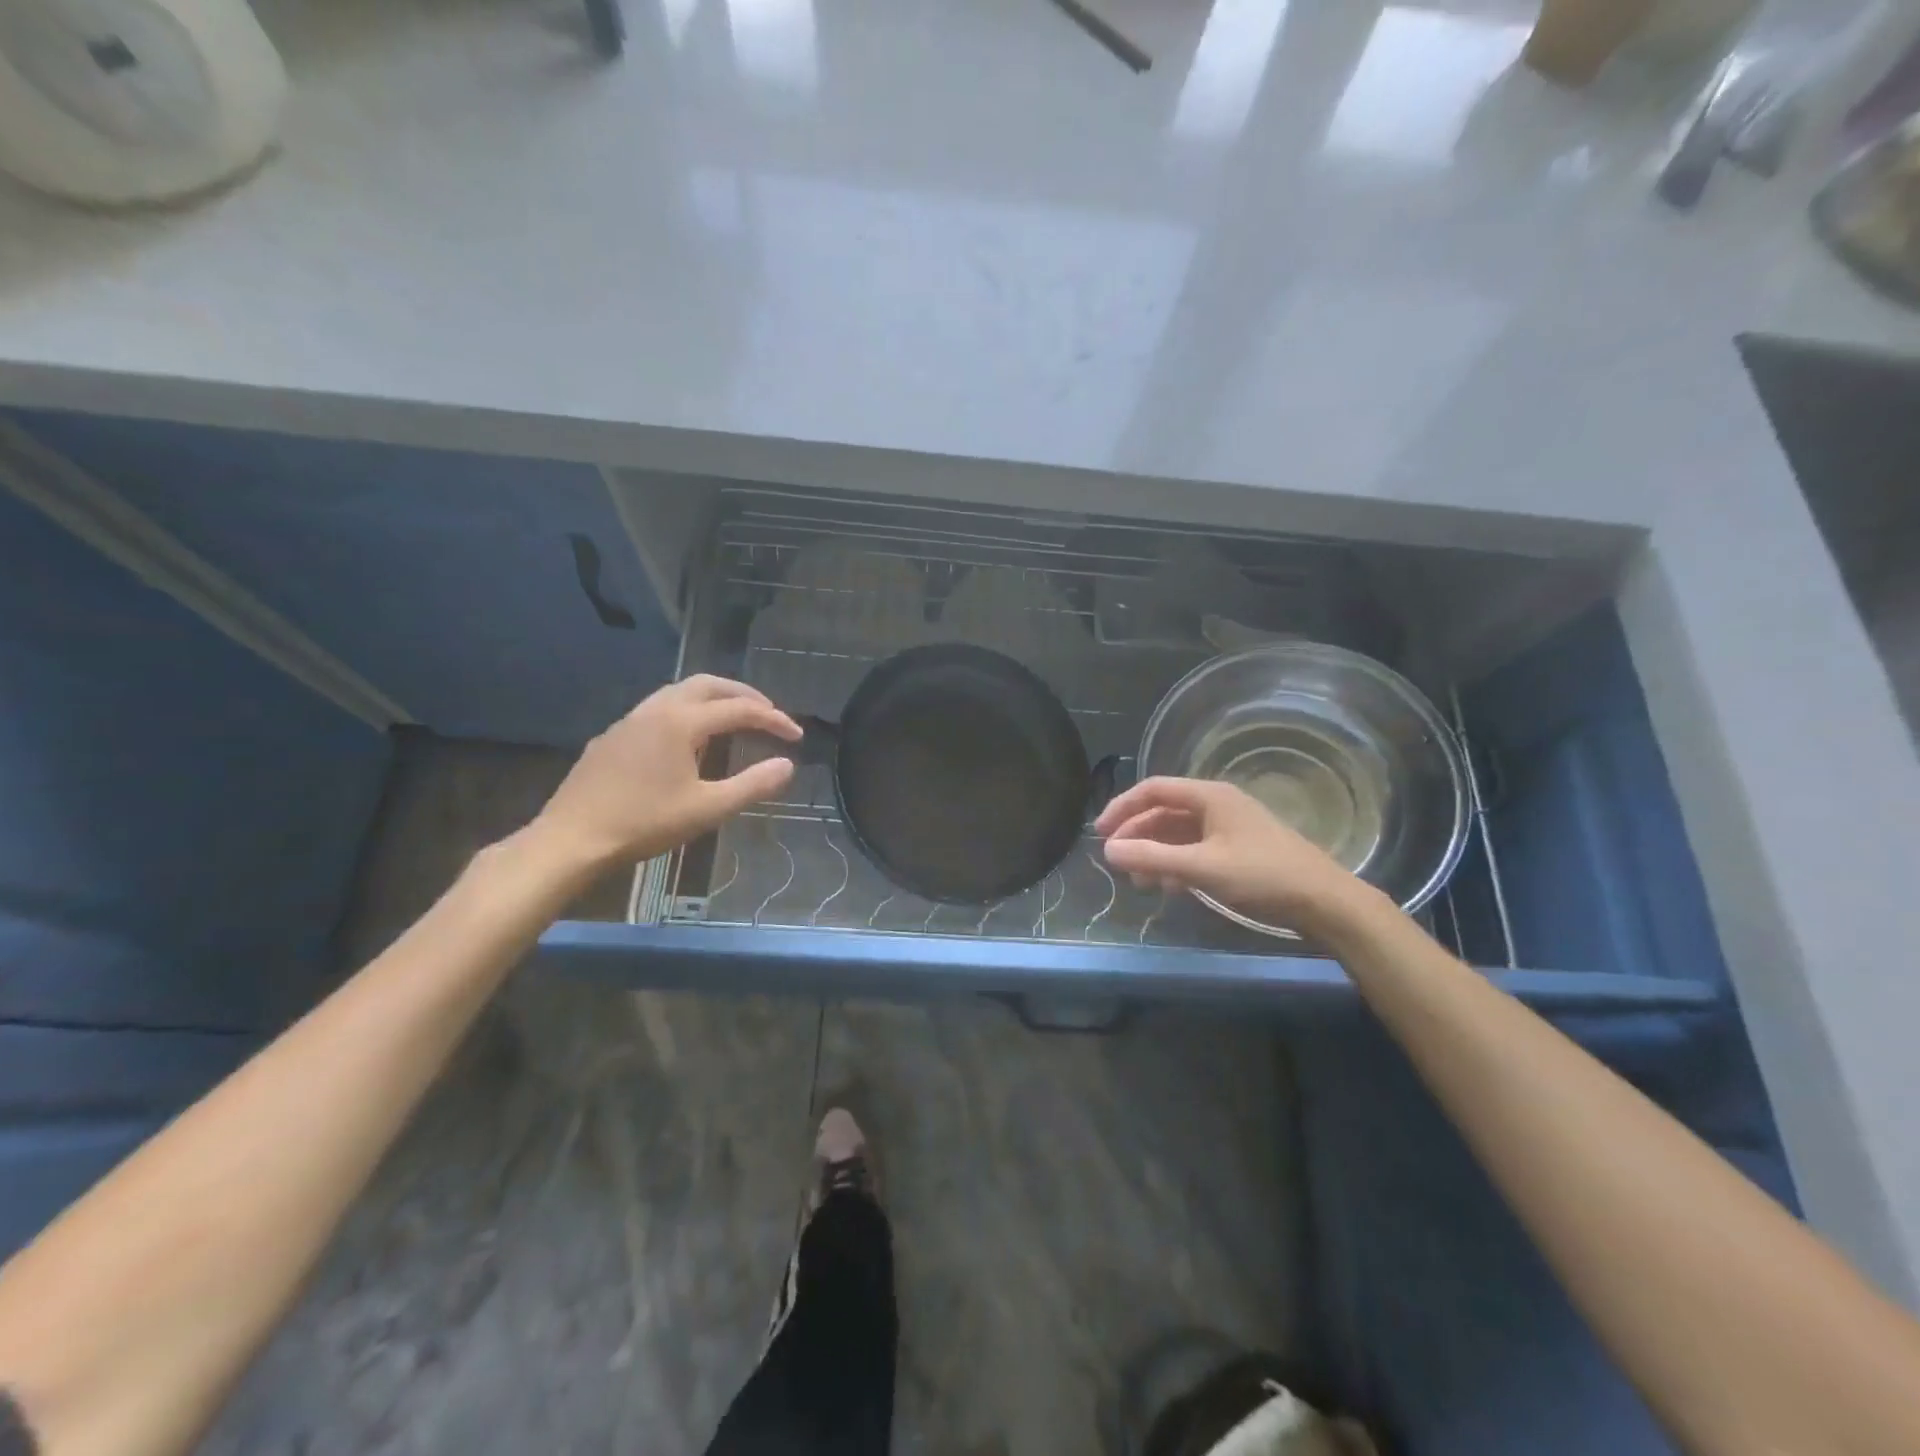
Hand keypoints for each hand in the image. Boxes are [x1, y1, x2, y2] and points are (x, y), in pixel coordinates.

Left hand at [534, 676, 801, 870]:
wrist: (571, 839)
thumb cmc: (644, 823)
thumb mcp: (708, 809)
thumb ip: (752, 785)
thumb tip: (788, 765)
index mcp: (681, 722)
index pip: (740, 709)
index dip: (773, 720)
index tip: (796, 737)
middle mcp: (656, 709)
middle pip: (708, 684)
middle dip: (744, 694)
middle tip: (769, 712)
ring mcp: (629, 721)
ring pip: (679, 692)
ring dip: (713, 698)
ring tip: (733, 719)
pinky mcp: (612, 737)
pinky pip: (658, 709)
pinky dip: (687, 711)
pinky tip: (687, 740)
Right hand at [1095, 776, 1373, 934]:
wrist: (1324, 902)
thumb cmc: (1262, 876)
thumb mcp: (1202, 867)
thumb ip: (1152, 857)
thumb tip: (1108, 850)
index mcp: (1210, 796)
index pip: (1153, 789)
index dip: (1122, 807)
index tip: (1100, 833)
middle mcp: (1217, 805)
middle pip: (1164, 811)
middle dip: (1137, 834)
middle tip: (1115, 860)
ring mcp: (1229, 828)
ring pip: (1179, 833)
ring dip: (1154, 852)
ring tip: (1138, 879)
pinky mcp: (1238, 851)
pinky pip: (1195, 849)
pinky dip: (1176, 864)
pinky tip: (1168, 886)